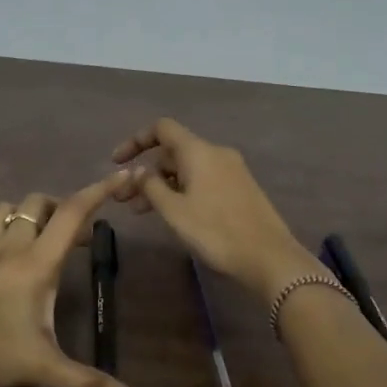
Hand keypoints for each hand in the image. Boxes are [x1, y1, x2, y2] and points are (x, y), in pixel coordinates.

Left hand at [0, 175, 144, 386]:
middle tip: (73, 239)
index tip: (120, 178)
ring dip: (19, 217)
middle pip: (37, 204)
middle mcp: (10, 248)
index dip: (99, 191)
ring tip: (32, 239)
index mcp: (38, 262)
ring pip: (0, 212)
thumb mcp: (45, 370)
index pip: (73, 213)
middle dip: (59, 209)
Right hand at [112, 118, 318, 298]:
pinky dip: (182, 190)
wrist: (269, 258)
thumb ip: (151, 186)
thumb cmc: (216, 231)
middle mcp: (216, 153)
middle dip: (146, 171)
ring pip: (187, 169)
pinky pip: (203, 179)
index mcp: (199, 151)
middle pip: (173, 151)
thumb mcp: (174, 211)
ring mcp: (231, 170)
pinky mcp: (240, 188)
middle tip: (125, 199)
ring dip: (162, 184)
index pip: (162, 129)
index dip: (136, 140)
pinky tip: (174, 214)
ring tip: (142, 212)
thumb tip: (138, 171)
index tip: (117, 162)